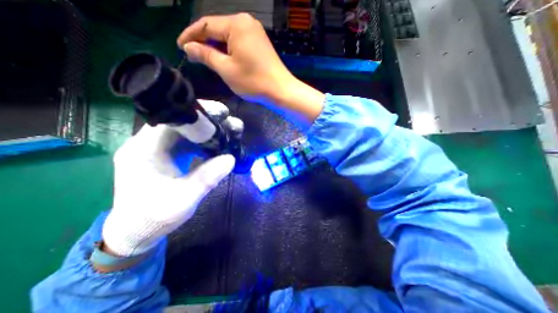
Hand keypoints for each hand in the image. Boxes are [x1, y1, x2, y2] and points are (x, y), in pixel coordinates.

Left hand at [101, 100, 237, 258]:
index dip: (198, 114)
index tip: (222, 113)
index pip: (171, 121)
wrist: (137, 230)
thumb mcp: (184, 199)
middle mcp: (148, 144)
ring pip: (187, 132)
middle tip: (232, 123)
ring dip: (209, 131)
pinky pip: (188, 142)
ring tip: (231, 132)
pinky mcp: (167, 155)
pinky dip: (205, 141)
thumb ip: (207, 178)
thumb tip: (231, 158)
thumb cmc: (155, 216)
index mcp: (144, 150)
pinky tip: (219, 144)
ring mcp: (158, 149)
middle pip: (182, 123)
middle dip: (209, 121)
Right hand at [178, 13, 324, 125]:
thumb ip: (206, 55)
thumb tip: (188, 47)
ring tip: (207, 59)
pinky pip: (239, 42)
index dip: (190, 35)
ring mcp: (255, 32)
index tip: (180, 47)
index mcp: (236, 24)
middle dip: (204, 42)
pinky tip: (224, 59)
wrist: (280, 90)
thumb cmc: (253, 81)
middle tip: (193, 55)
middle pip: (218, 29)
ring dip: (217, 47)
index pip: (206, 25)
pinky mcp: (260, 43)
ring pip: (228, 37)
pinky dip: (229, 50)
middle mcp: (246, 22)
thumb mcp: (226, 69)